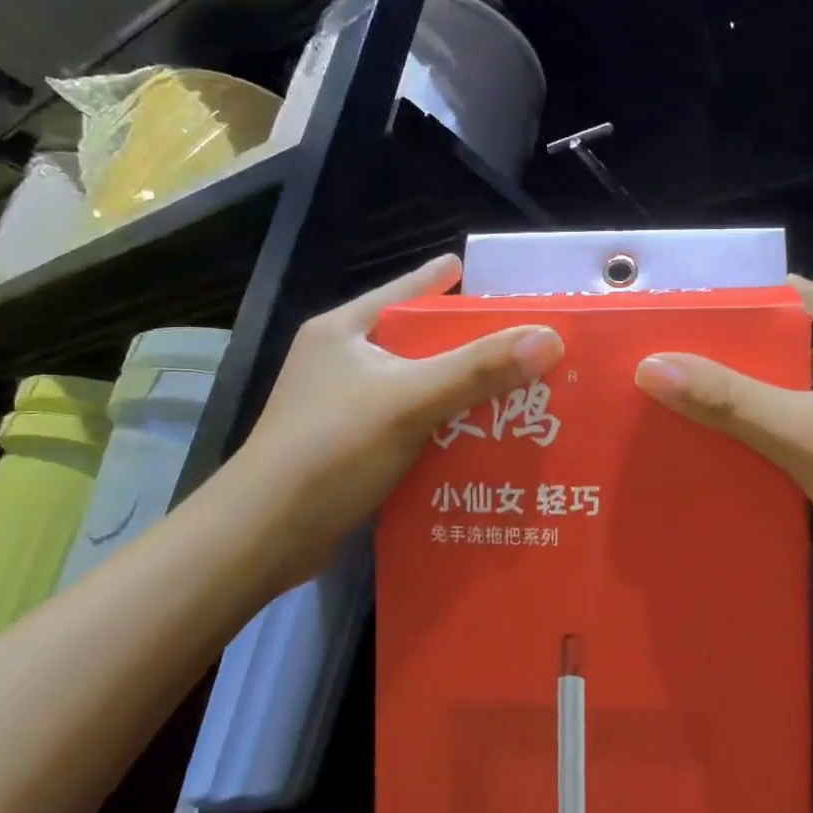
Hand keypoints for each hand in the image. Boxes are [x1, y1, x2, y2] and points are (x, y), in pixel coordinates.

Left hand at [241, 253, 562, 576]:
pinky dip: (441, 430)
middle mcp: (340, 362)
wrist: (262, 536)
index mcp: (344, 331)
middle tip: (519, 345)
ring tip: (513, 393)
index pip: (404, 290)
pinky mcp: (347, 449)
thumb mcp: (410, 400)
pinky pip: (408, 426)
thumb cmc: (331, 449)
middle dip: (466, 345)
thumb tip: (550, 338)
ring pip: (415, 387)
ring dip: (458, 392)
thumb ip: (479, 369)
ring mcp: (340, 407)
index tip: (478, 276)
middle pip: (416, 342)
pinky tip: (478, 442)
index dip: (442, 282)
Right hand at [634, 276, 812, 620]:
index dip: (757, 298)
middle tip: (696, 362)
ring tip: (715, 404)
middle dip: (755, 350)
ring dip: (775, 392)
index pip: (807, 294)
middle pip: (810, 338)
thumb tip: (652, 364)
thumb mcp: (800, 434)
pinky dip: (798, 424)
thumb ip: (727, 399)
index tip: (704, 313)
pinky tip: (763, 450)